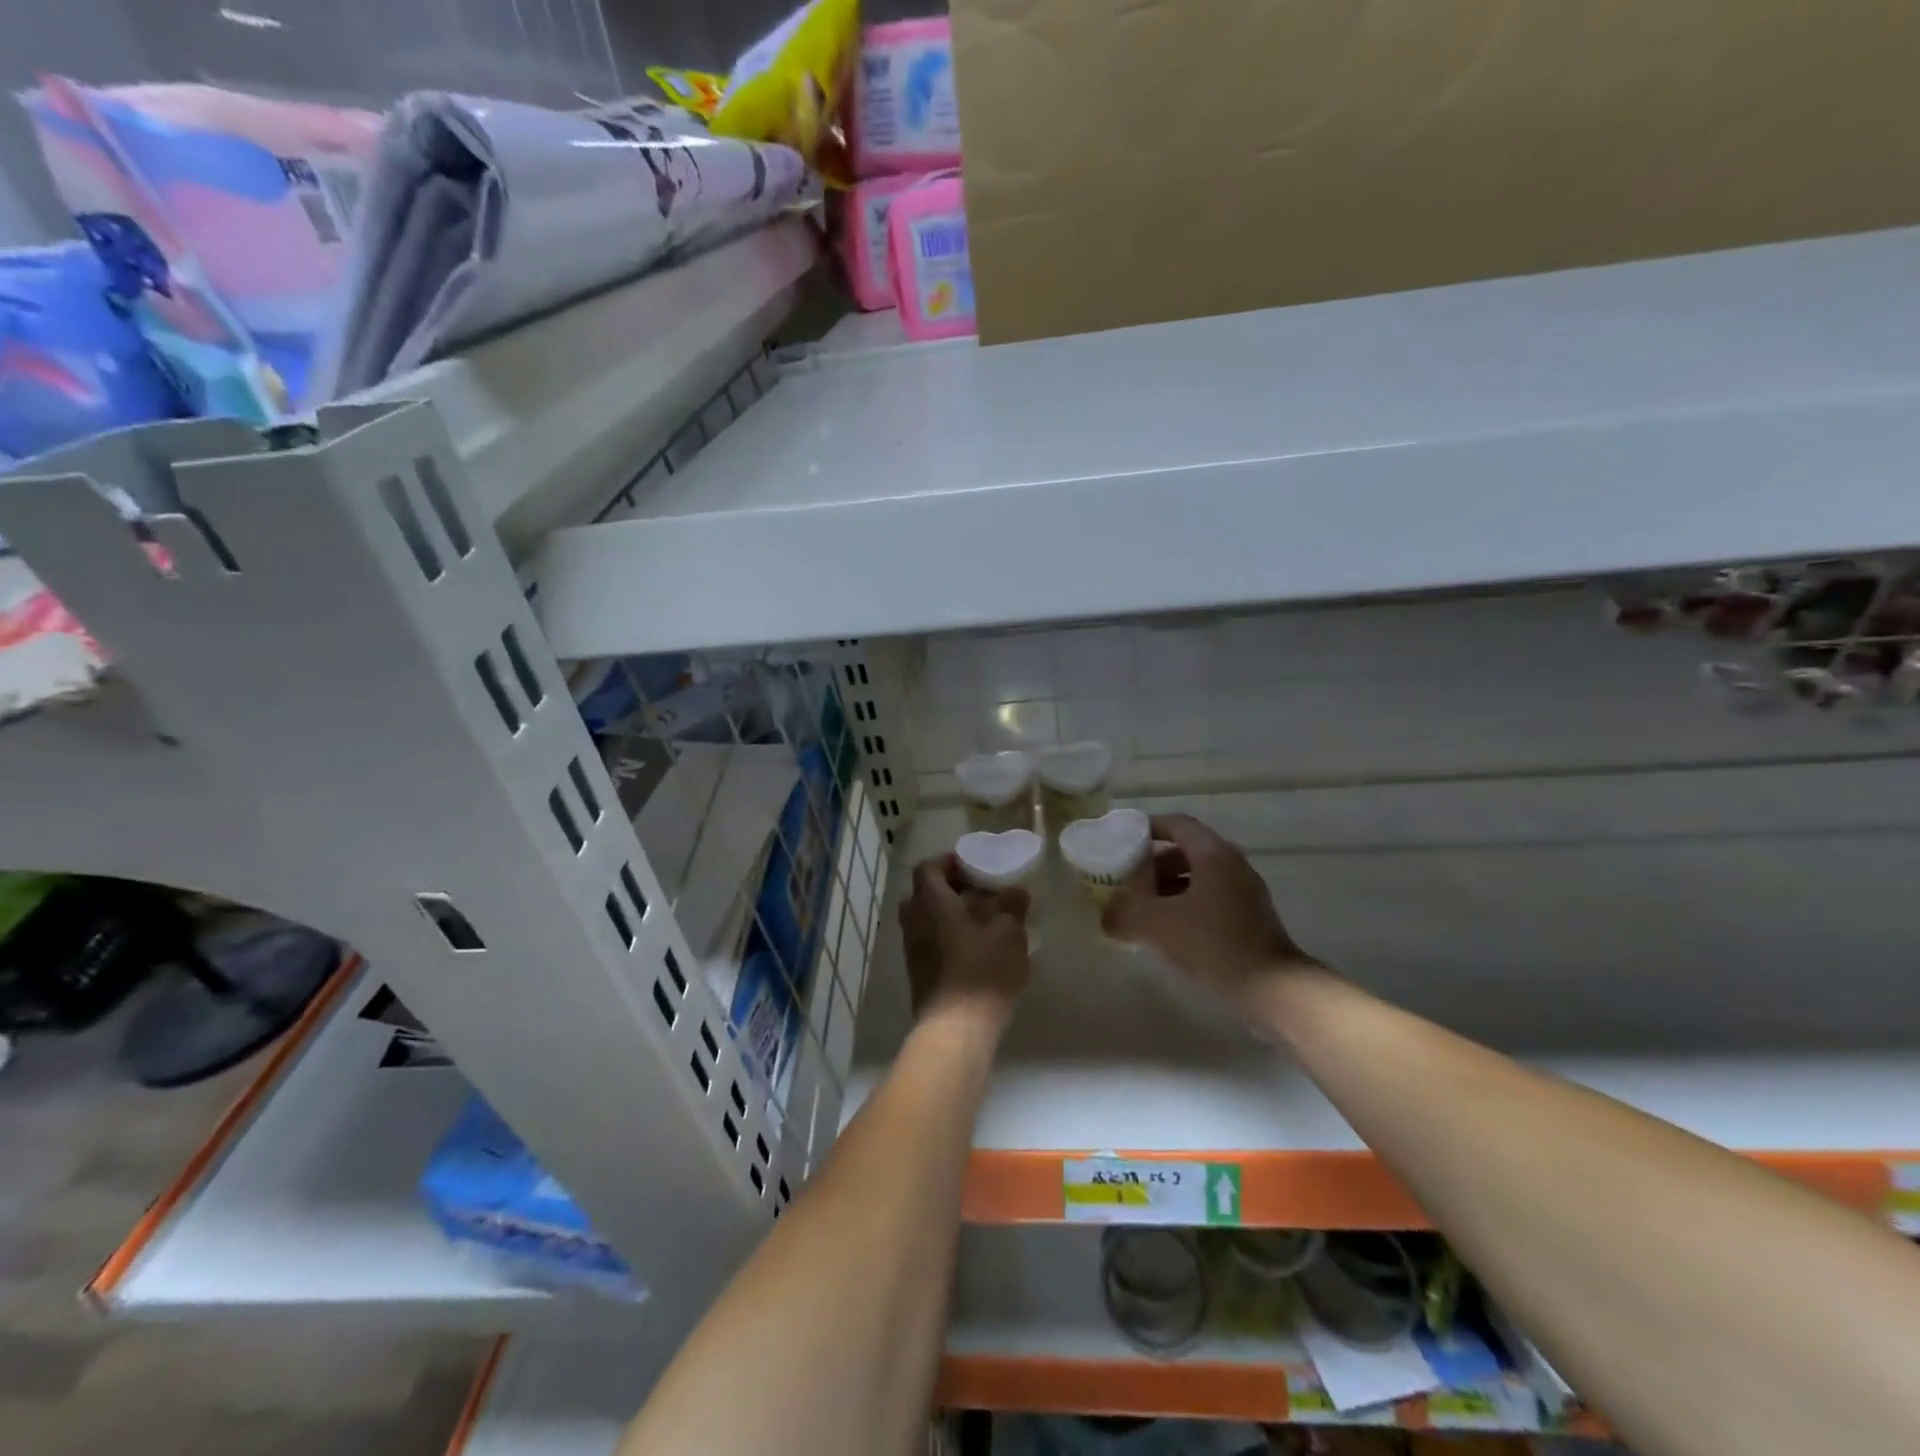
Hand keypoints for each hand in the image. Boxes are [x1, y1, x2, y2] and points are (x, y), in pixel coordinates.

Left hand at [898, 854, 1030, 1032]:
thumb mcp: (1009, 932)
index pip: (928, 867)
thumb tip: (1016, 891)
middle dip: (949, 889)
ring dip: (949, 915)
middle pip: (924, 893)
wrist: (957, 1027)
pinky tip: (976, 949)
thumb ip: (1012, 905)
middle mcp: (914, 920)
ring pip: (927, 919)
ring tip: (983, 922)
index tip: (973, 866)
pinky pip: (929, 942)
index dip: (948, 862)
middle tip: (979, 893)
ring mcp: (912, 949)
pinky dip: (947, 937)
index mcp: (931, 901)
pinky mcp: (917, 973)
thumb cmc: (983, 970)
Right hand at [1102, 813, 1315, 1016]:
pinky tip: (1169, 932)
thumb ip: (1124, 914)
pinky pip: (1211, 900)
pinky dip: (1186, 906)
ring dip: (1168, 888)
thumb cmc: (1213, 943)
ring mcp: (1245, 893)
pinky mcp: (1251, 919)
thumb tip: (1105, 918)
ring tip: (1143, 910)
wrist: (1272, 989)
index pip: (1177, 824)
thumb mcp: (1157, 925)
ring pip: (1199, 878)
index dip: (1147, 828)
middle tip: (1127, 881)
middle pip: (1186, 851)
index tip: (1122, 839)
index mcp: (1213, 854)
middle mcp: (1233, 865)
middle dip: (1153, 864)